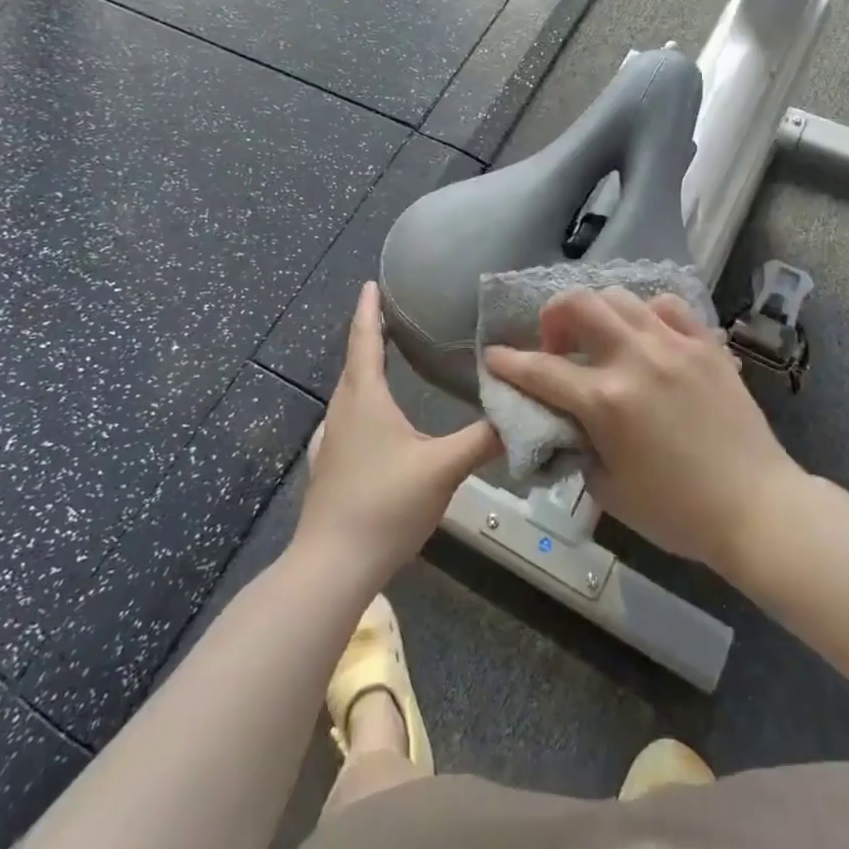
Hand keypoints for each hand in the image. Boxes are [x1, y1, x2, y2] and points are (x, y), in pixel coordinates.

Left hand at [295, 282, 499, 585]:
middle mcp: (343, 411)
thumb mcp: (443, 468)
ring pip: (348, 393)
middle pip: (354, 363)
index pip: (364, 340)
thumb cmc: (385, 504)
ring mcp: (331, 441)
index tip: (370, 282)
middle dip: (369, 335)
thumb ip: (482, 439)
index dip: (368, 309)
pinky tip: (369, 421)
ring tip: (384, 361)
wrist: (332, 565)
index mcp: (365, 398)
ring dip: (364, 371)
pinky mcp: (328, 467)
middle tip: (390, 317)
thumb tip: (520, 414)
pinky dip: (360, 404)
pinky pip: (346, 420)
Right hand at [484, 289, 800, 578]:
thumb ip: (580, 447)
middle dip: (553, 315)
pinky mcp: (706, 345)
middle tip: (557, 344)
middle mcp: (635, 359)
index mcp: (606, 401)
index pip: (541, 370)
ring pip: (621, 297)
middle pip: (579, 305)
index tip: (494, 356)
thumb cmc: (678, 512)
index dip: (509, 362)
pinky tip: (647, 335)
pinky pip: (668, 306)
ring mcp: (674, 346)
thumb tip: (570, 423)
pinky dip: (646, 312)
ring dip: (598, 311)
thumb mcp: (609, 490)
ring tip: (601, 338)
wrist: (757, 508)